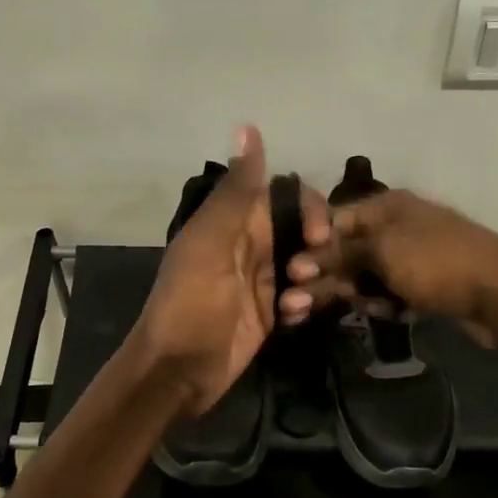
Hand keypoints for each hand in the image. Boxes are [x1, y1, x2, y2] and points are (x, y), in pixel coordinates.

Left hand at [130, 126, 329, 415]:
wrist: (177, 371)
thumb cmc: (190, 304)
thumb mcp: (212, 243)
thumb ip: (236, 190)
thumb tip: (247, 126)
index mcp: (235, 222)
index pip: (286, 196)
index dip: (310, 209)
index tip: (320, 234)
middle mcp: (252, 246)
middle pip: (303, 231)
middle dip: (318, 249)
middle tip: (307, 275)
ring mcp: (262, 281)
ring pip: (308, 265)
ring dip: (312, 280)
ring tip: (293, 304)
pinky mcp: (269, 314)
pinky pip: (301, 299)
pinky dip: (303, 305)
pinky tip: (290, 320)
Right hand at [289, 188, 497, 339]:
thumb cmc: (438, 262)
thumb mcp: (383, 253)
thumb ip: (340, 255)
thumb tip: (300, 261)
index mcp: (386, 206)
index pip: (333, 221)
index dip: (310, 246)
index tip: (290, 271)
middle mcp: (395, 226)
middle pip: (345, 252)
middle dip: (322, 278)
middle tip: (292, 306)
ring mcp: (411, 256)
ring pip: (365, 276)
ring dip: (352, 295)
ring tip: (341, 312)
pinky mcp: (423, 284)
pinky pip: (389, 292)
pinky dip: (383, 303)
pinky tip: (390, 313)